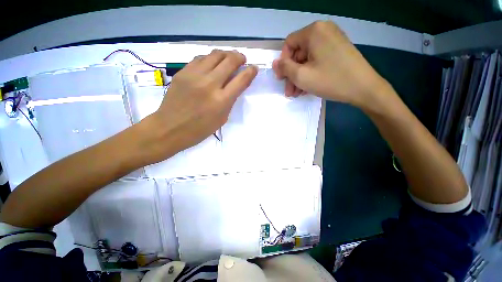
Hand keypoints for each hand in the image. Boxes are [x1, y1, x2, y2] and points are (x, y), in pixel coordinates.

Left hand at [145, 50, 257, 161]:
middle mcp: (210, 84)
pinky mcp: (183, 72)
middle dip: (240, 57)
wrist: (170, 128)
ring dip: (226, 54)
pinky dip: (210, 58)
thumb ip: (230, 100)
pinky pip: (200, 58)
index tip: (254, 68)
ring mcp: (194, 76)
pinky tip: (212, 63)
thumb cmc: (200, 129)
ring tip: (229, 59)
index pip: (241, 80)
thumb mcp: (222, 118)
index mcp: (222, 101)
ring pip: (215, 55)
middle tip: (242, 60)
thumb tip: (236, 85)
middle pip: (229, 61)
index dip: (251, 72)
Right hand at [272, 21, 389, 106]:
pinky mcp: (338, 50)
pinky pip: (318, 60)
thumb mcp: (301, 76)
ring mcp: (333, 40)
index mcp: (314, 31)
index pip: (289, 44)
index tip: (282, 79)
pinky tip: (307, 87)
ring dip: (300, 76)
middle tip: (289, 91)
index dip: (283, 62)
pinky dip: (311, 73)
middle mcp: (323, 31)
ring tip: (297, 93)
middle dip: (292, 74)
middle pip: (299, 53)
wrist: (364, 88)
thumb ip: (285, 68)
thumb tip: (275, 63)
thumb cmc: (330, 80)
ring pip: (308, 59)